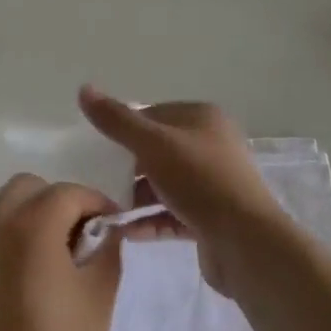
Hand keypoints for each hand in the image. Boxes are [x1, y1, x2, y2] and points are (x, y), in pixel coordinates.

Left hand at [0, 177, 121, 330]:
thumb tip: (104, 231)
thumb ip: (106, 252)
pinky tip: (21, 281)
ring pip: (2, 209)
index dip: (96, 203)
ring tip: (50, 260)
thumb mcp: (98, 301)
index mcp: (31, 228)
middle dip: (58, 202)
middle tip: (79, 237)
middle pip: (28, 188)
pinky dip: (6, 241)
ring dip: (30, 218)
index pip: (68, 193)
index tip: (112, 226)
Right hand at [76, 85, 283, 293]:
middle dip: (128, 166)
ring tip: (104, 208)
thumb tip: (84, 88)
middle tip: (97, 179)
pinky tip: (123, 231)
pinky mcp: (211, 219)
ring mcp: (213, 184)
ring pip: (165, 184)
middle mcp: (211, 146)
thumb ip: (116, 120)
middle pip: (159, 150)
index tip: (98, 147)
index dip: (126, 127)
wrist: (246, 243)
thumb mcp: (153, 144)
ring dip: (136, 196)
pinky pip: (172, 214)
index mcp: (203, 118)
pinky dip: (149, 220)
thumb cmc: (199, 180)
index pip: (155, 113)